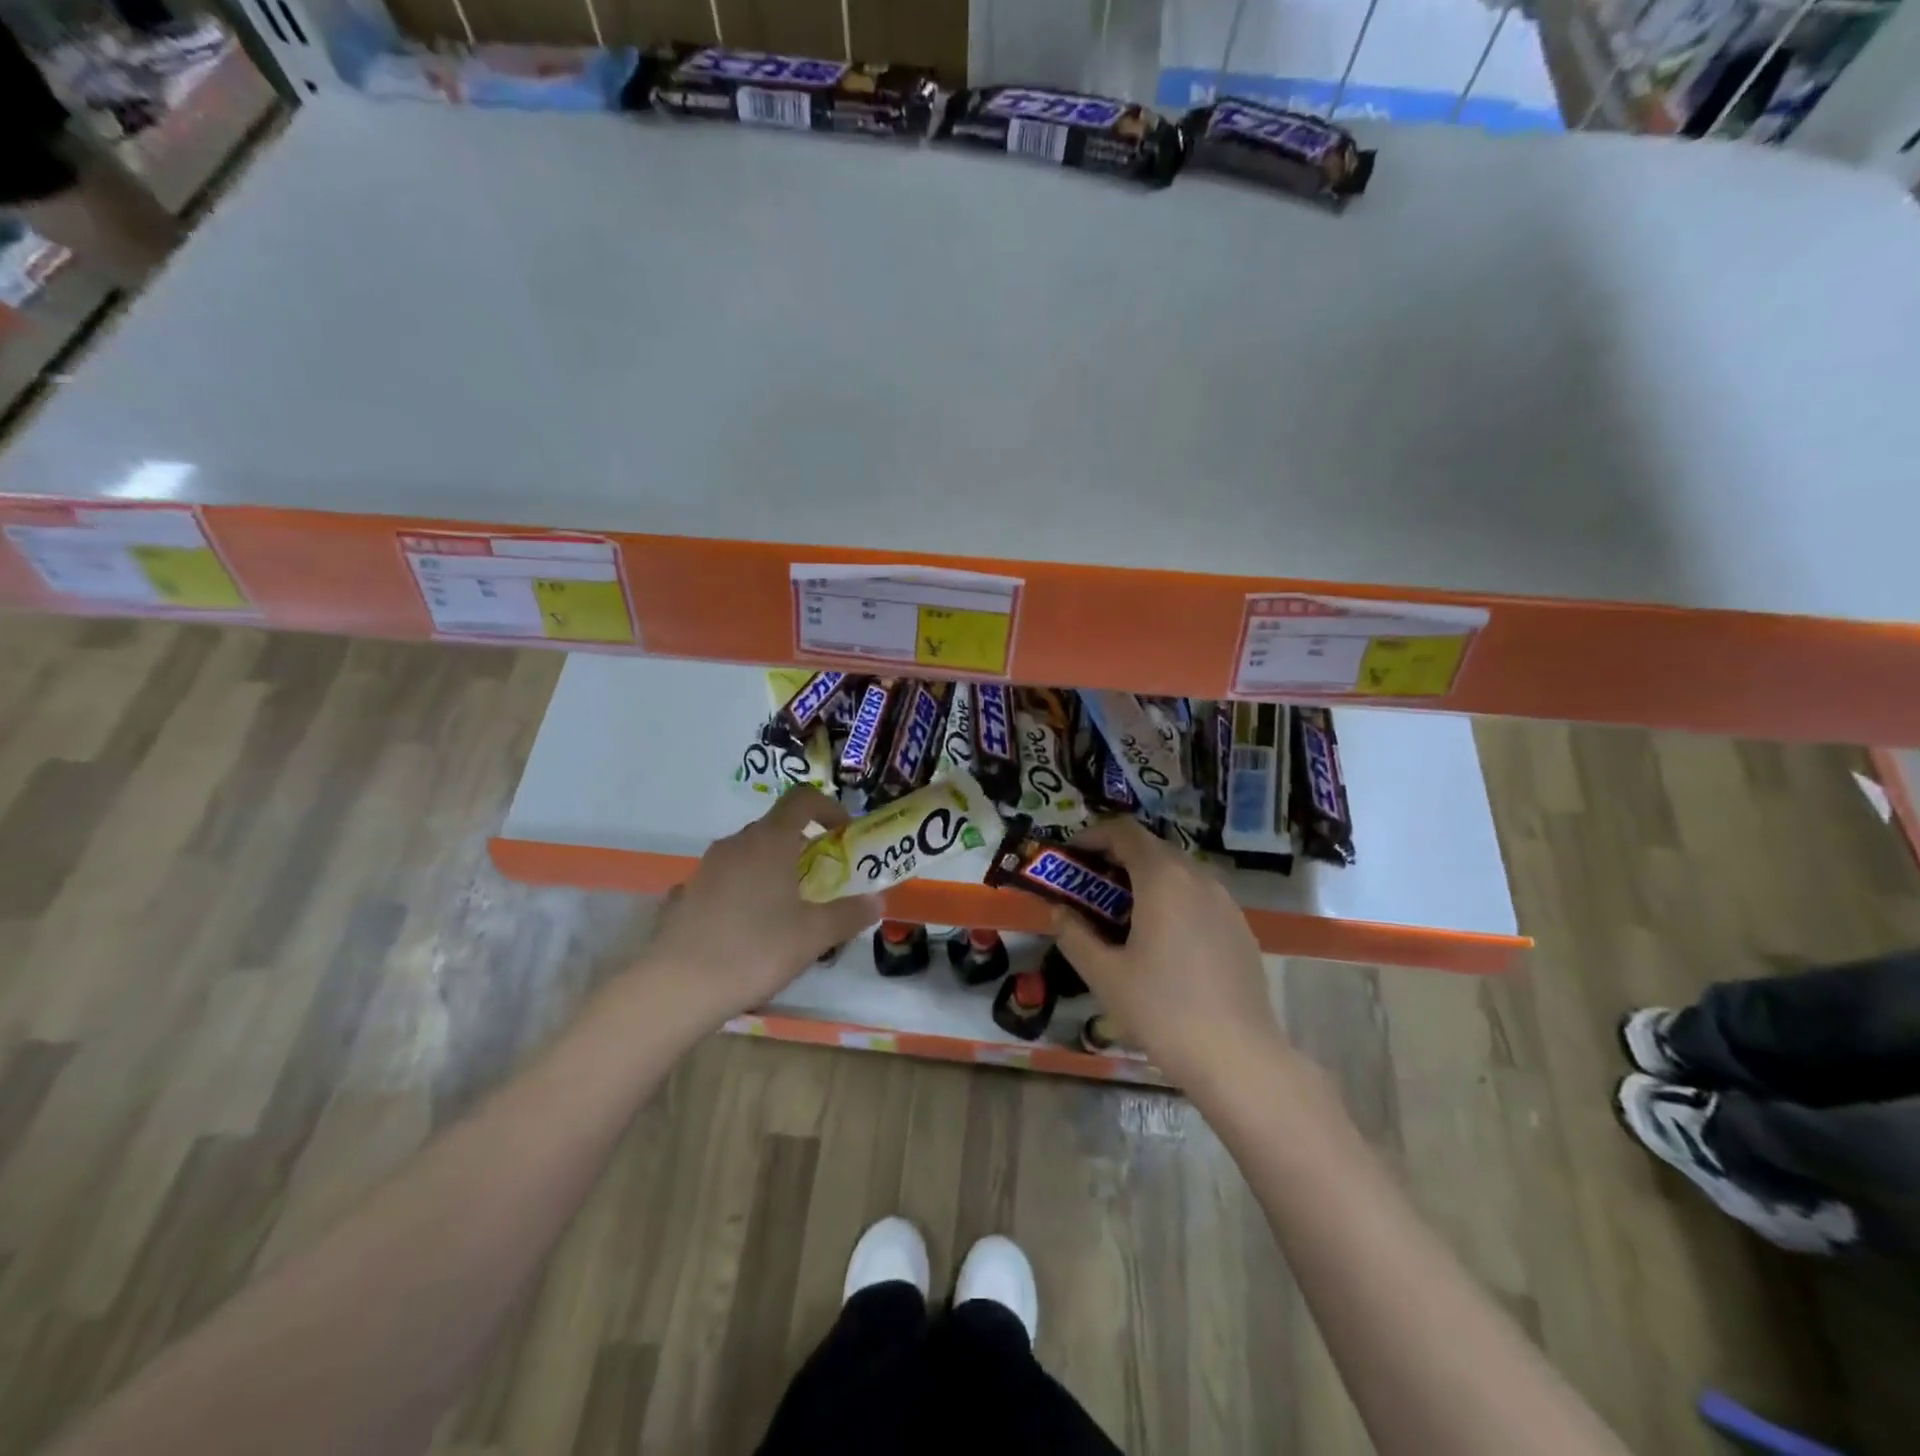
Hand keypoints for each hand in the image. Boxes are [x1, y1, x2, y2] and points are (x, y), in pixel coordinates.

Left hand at [640, 788, 881, 1032]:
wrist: (677, 987)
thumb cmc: (756, 950)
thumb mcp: (814, 935)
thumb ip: (850, 914)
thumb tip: (876, 901)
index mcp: (770, 840)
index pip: (802, 799)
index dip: (828, 808)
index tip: (844, 834)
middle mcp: (736, 844)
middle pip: (776, 828)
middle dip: (803, 846)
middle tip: (822, 879)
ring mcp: (706, 868)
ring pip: (749, 855)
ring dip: (773, 869)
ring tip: (788, 909)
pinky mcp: (687, 895)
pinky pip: (726, 881)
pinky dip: (745, 891)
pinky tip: (749, 928)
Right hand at [1050, 818, 1287, 1089]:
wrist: (1237, 1058)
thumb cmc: (1161, 1010)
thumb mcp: (1103, 975)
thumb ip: (1074, 935)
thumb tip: (1058, 911)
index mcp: (1163, 879)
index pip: (1125, 832)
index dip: (1093, 836)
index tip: (1071, 857)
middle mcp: (1198, 878)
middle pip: (1152, 849)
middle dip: (1116, 860)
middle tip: (1089, 889)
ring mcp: (1225, 903)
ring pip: (1178, 874)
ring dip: (1146, 881)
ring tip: (1123, 917)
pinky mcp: (1240, 928)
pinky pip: (1199, 898)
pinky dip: (1173, 902)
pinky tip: (1163, 943)